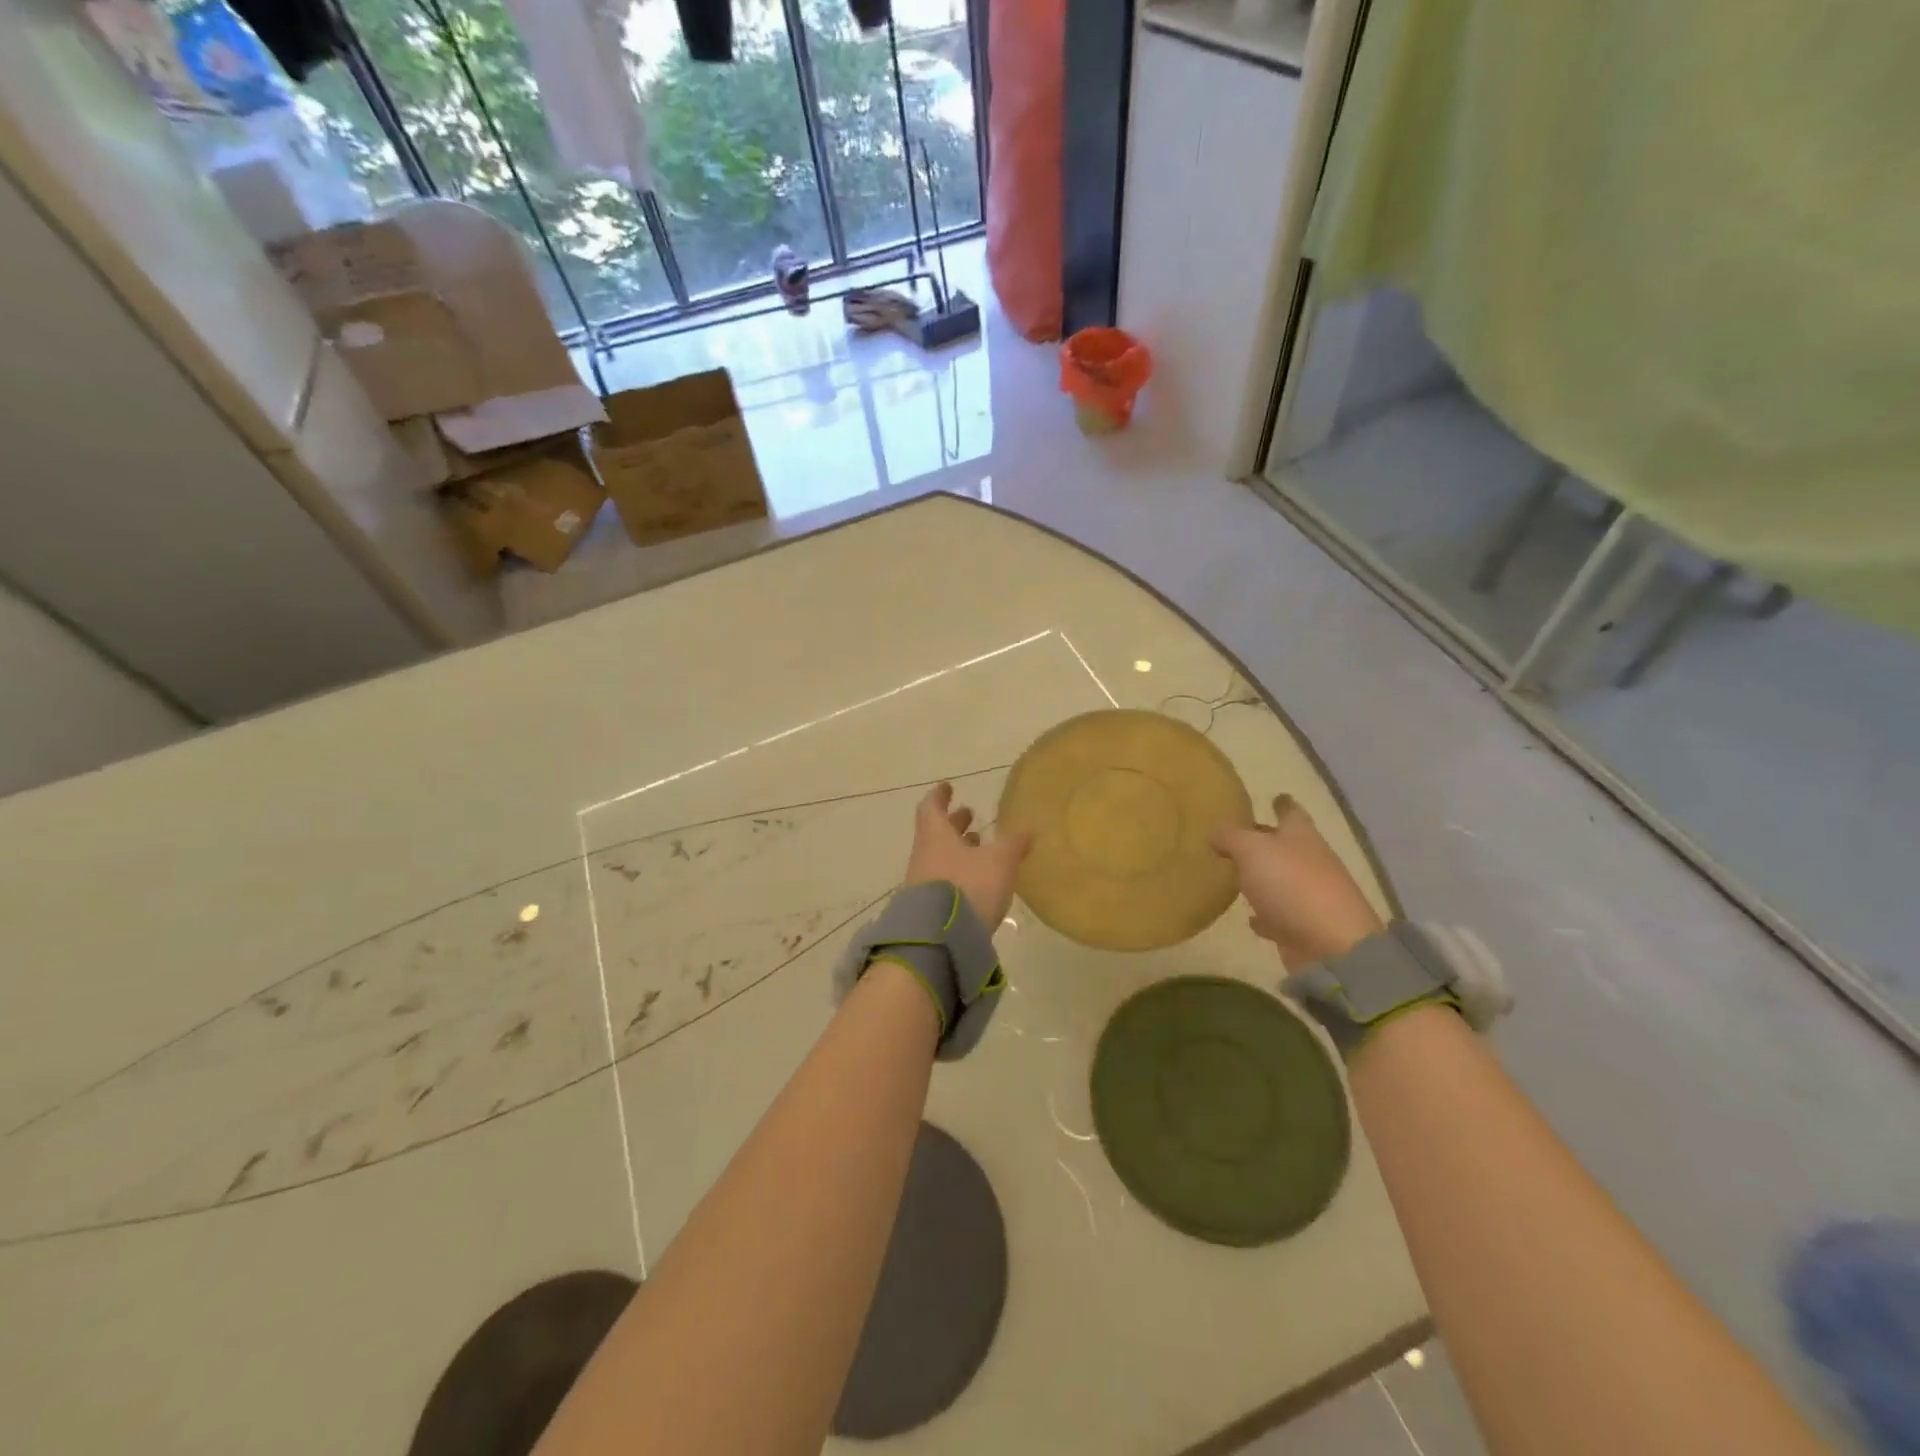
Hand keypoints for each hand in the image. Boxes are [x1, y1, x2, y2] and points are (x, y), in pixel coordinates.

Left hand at [904, 783, 1031, 929]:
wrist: (940, 941)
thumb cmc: (969, 887)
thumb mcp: (999, 862)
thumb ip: (1014, 843)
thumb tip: (1028, 827)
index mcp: (936, 835)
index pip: (931, 807)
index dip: (940, 796)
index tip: (948, 787)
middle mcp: (924, 855)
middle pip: (935, 832)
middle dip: (953, 823)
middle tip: (970, 815)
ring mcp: (923, 882)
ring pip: (939, 856)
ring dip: (957, 848)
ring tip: (978, 845)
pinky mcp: (929, 908)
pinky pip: (942, 879)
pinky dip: (958, 871)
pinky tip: (976, 879)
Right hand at [1211, 794, 1383, 969]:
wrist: (1331, 945)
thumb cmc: (1291, 883)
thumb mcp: (1251, 850)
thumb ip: (1230, 837)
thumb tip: (1215, 833)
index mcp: (1301, 836)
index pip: (1292, 812)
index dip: (1282, 804)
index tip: (1275, 796)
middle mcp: (1309, 862)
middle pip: (1286, 845)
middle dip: (1266, 839)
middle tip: (1238, 836)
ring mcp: (1309, 896)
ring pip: (1281, 880)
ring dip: (1263, 878)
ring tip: (1237, 874)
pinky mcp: (1302, 927)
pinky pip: (1279, 916)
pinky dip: (1266, 915)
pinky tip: (1251, 918)